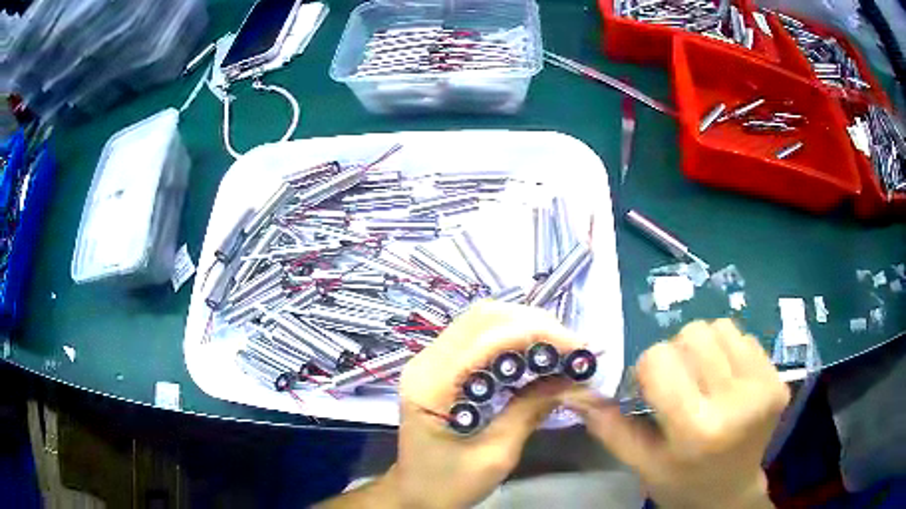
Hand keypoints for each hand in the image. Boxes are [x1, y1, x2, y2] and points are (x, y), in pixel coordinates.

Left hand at [319, 301, 583, 507]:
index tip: (577, 349)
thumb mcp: (494, 456)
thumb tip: (569, 378)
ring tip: (560, 348)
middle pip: (484, 317)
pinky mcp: (439, 366)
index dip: (537, 333)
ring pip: (482, 320)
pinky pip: (479, 336)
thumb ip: (529, 411)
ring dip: (525, 326)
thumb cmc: (448, 484)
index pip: (487, 335)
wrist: (414, 494)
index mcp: (431, 384)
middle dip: (535, 324)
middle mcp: (426, 361)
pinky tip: (535, 353)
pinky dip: (512, 337)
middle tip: (572, 347)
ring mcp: (430, 360)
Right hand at [563, 319, 789, 508]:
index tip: (651, 390)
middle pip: (692, 334)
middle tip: (679, 383)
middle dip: (676, 353)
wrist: (731, 492)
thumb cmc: (681, 483)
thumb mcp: (642, 465)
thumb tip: (577, 391)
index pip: (659, 359)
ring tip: (704, 378)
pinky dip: (728, 350)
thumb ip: (610, 427)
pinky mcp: (778, 378)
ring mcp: (762, 386)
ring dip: (704, 347)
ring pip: (719, 327)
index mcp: (695, 429)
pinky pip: (744, 336)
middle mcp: (735, 402)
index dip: (647, 369)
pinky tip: (727, 379)